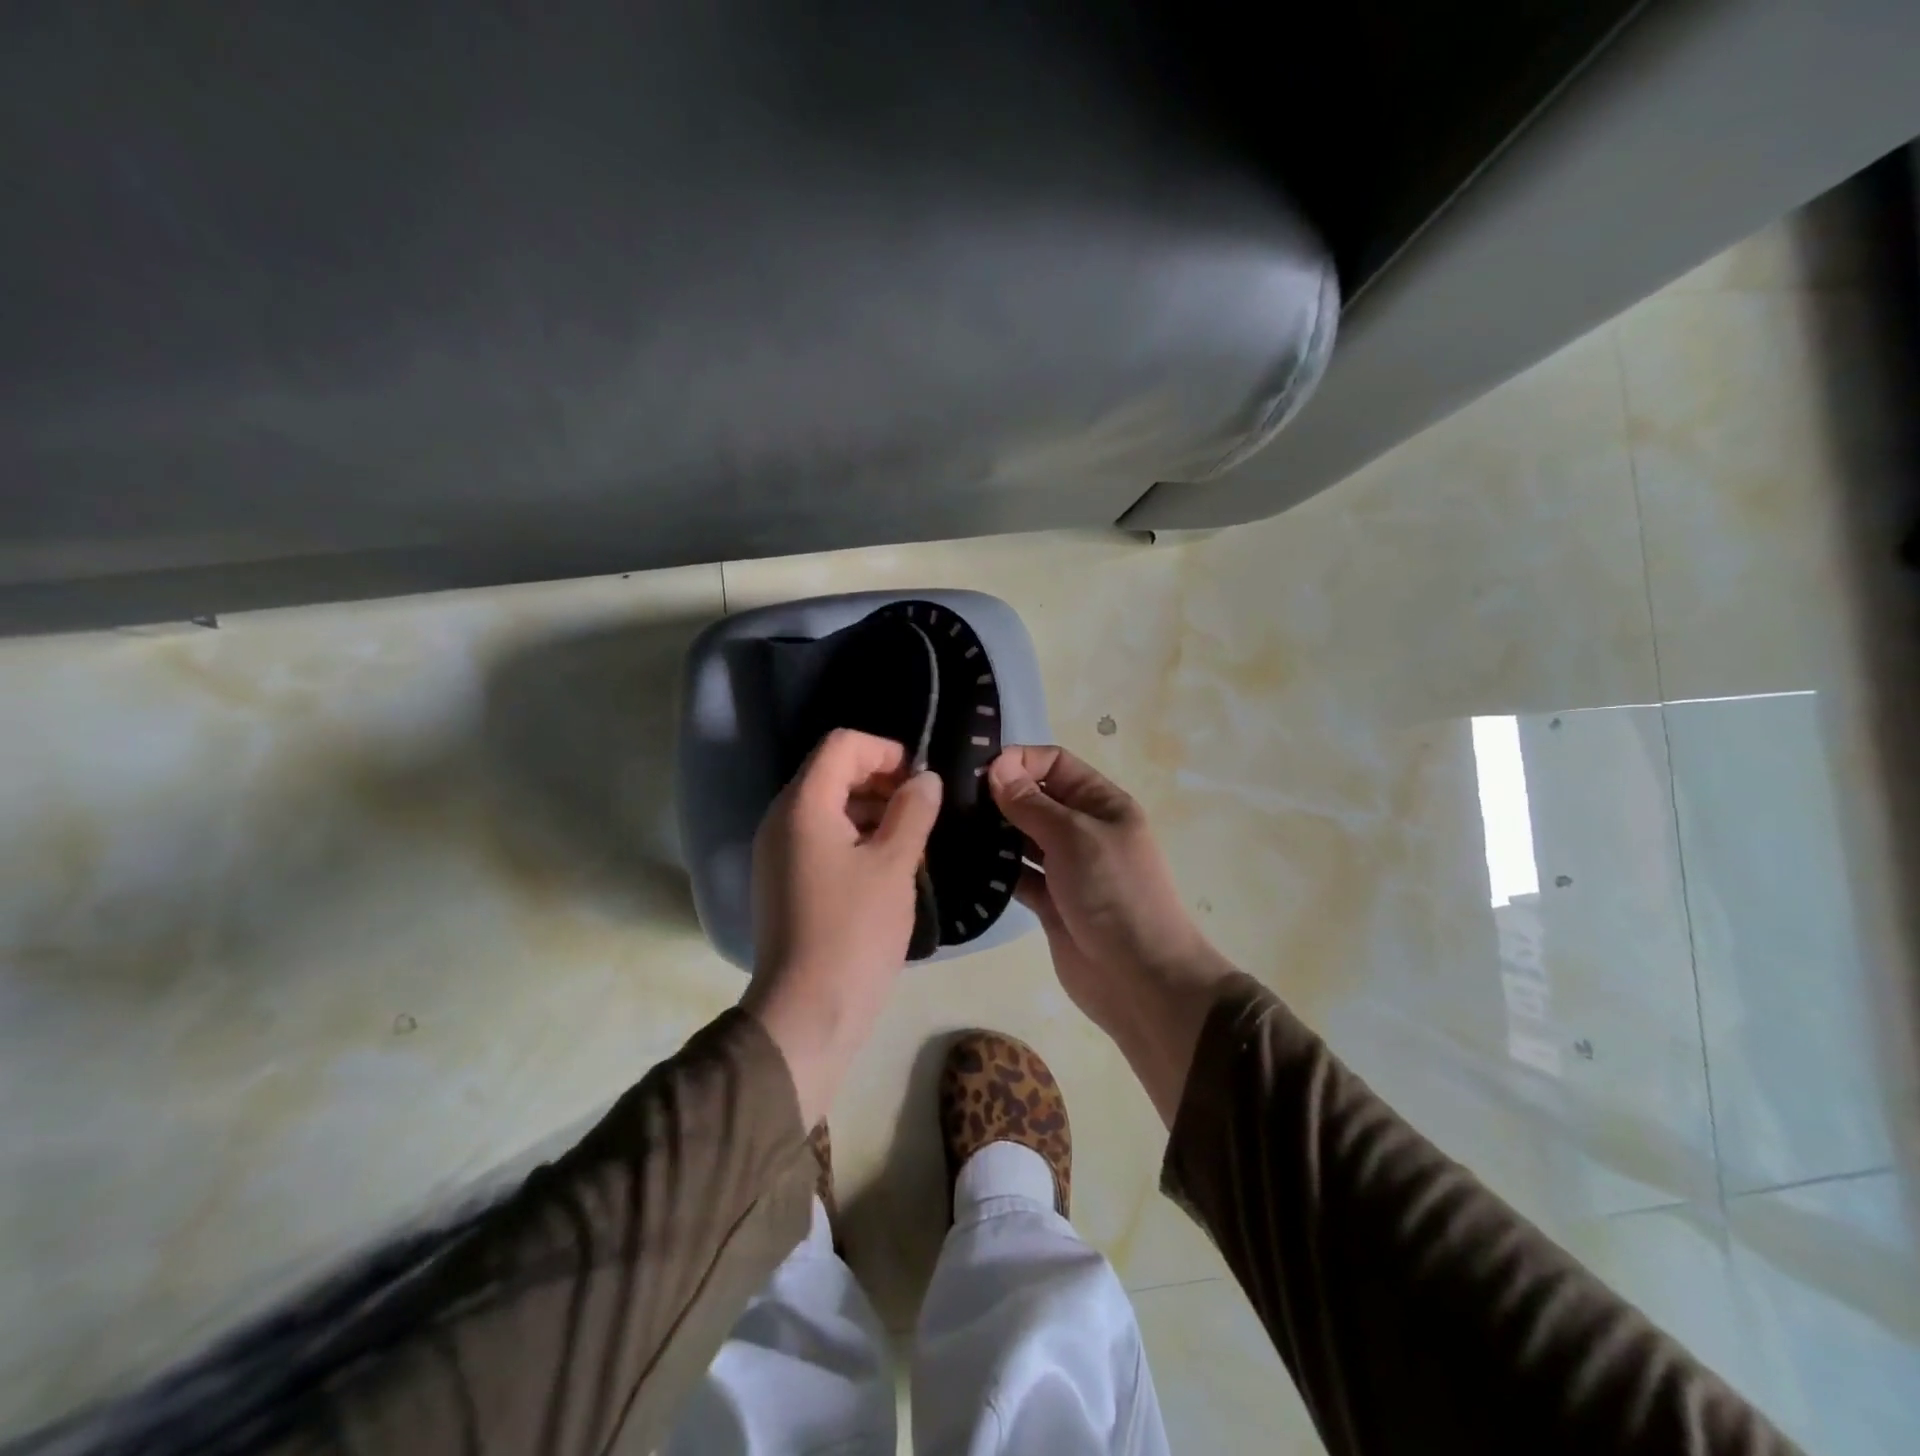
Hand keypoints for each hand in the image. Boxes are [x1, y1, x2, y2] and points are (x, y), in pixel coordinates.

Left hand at [743, 728, 942, 1124]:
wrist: (808, 1011)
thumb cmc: (855, 930)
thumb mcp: (895, 864)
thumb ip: (913, 811)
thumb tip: (926, 778)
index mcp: (803, 805)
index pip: (842, 745)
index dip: (886, 751)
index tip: (921, 781)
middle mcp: (781, 819)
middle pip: (833, 772)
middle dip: (881, 780)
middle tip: (922, 810)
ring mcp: (779, 851)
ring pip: (829, 806)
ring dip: (872, 810)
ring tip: (912, 838)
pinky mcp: (785, 879)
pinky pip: (821, 838)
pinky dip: (855, 837)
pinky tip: (888, 865)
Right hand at [988, 746, 1234, 1124]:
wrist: (1138, 978)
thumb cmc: (1113, 892)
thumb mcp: (1074, 836)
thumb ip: (1031, 802)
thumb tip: (996, 766)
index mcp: (1101, 803)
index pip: (1056, 764)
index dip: (1020, 761)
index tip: (977, 772)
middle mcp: (1083, 829)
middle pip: (1035, 798)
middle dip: (999, 795)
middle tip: (951, 800)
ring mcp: (1066, 867)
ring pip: (1022, 837)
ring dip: (993, 832)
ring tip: (950, 827)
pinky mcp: (1049, 901)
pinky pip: (1017, 875)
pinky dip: (996, 869)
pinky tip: (963, 864)